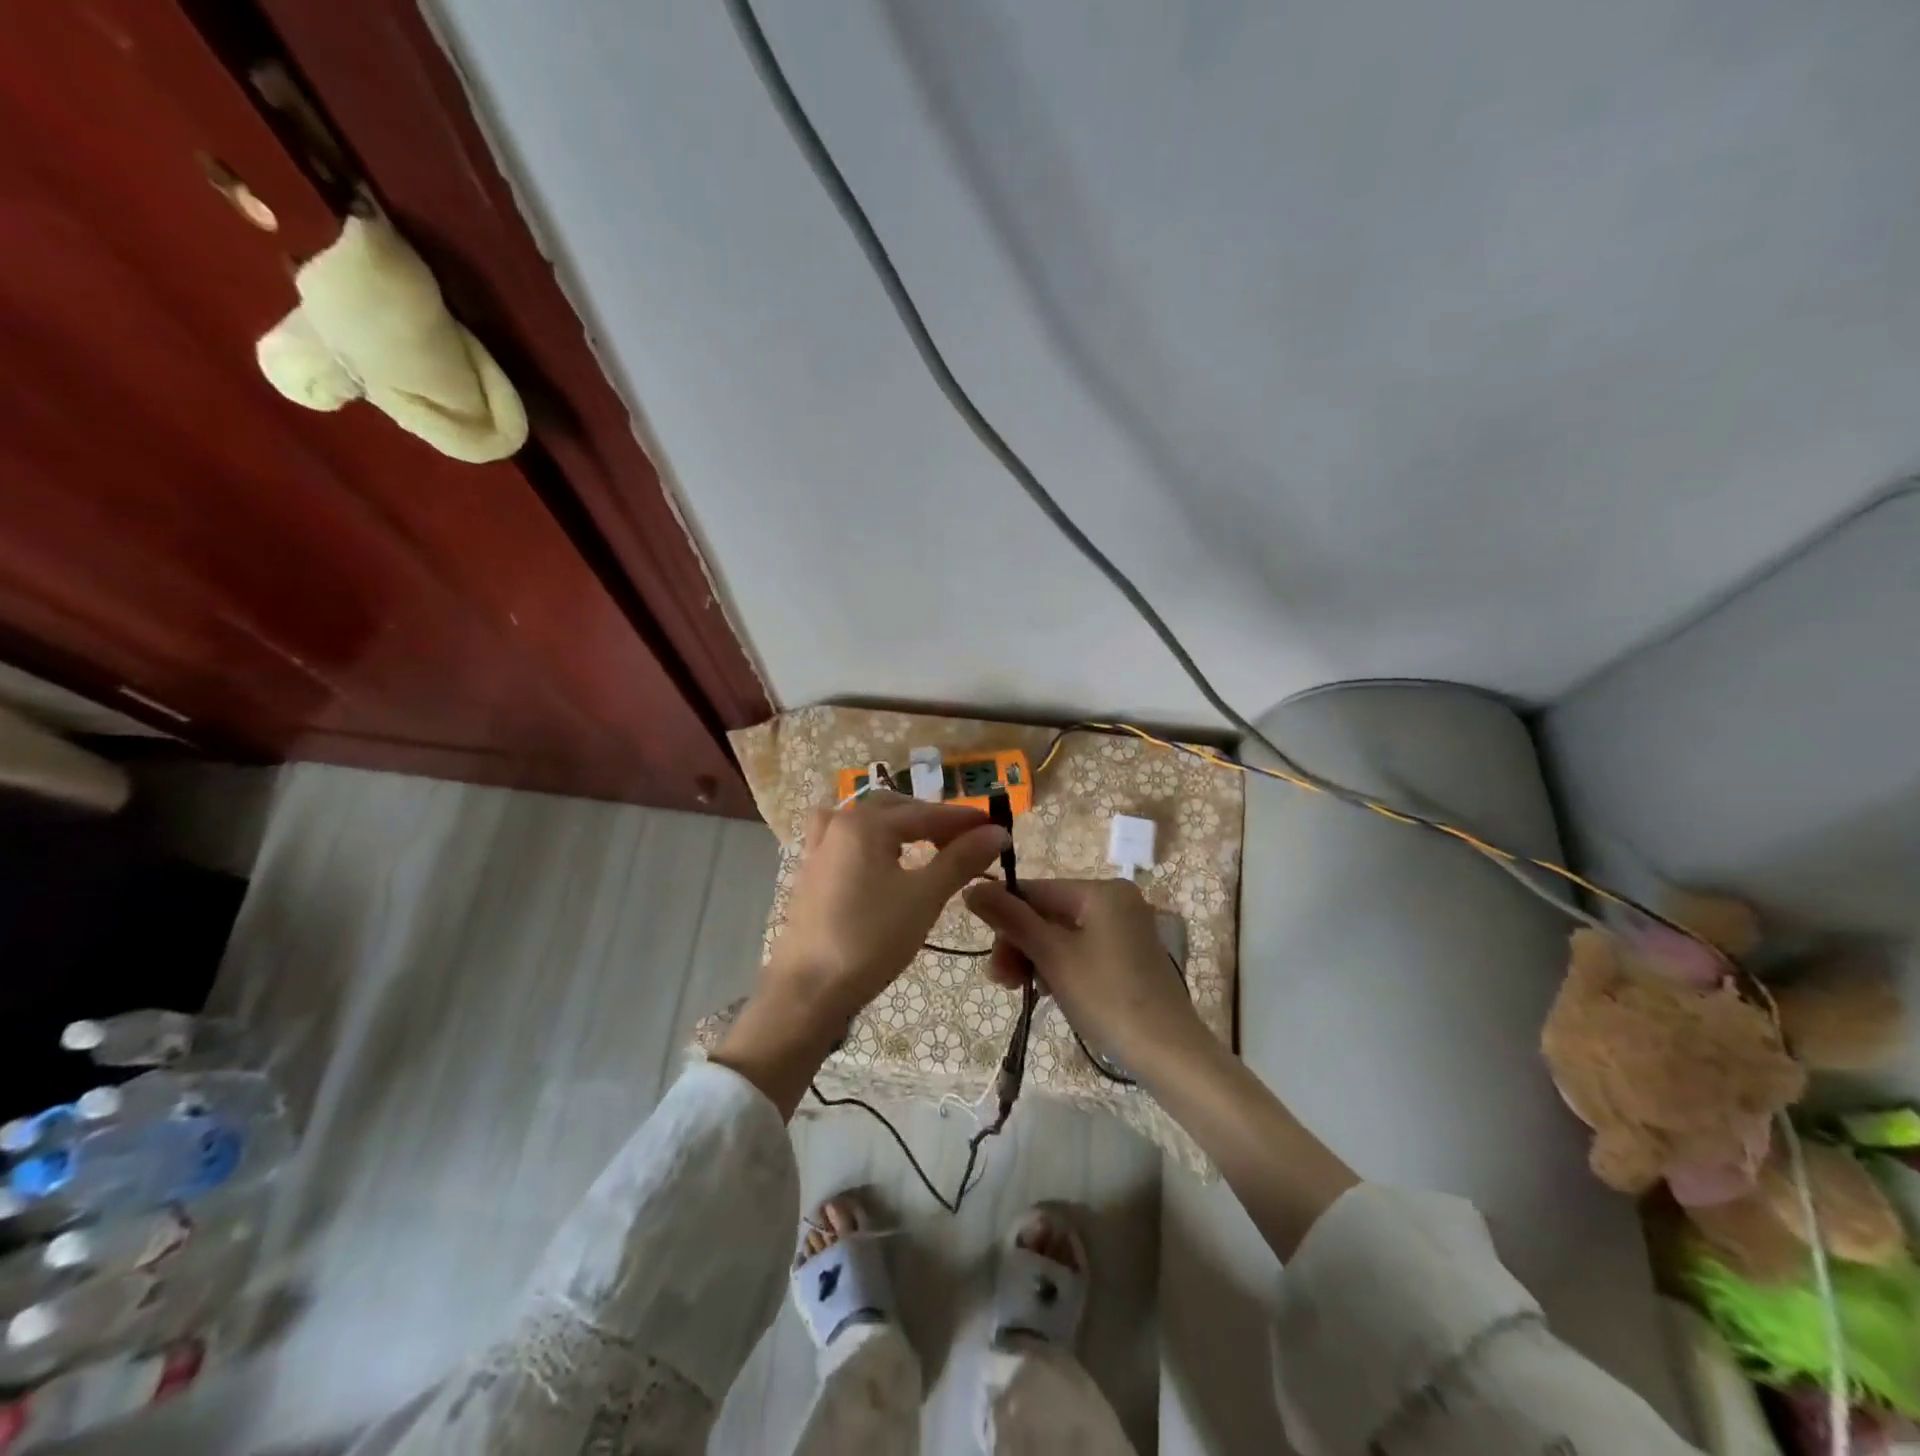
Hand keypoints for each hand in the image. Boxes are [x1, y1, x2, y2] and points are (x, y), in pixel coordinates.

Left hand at [770, 790, 1010, 1022]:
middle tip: (967, 843)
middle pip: (896, 810)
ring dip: (902, 827)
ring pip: (869, 822)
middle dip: (934, 821)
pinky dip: (874, 841)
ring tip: (928, 847)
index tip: (998, 828)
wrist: (808, 990)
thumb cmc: (870, 939)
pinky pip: (848, 840)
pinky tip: (883, 861)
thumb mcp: (924, 897)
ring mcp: (819, 847)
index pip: (927, 813)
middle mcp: (839, 824)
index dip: (965, 820)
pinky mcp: (811, 872)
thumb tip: (997, 832)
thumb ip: (961, 859)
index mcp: (866, 823)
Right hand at [969, 875, 1358, 1258]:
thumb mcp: (1052, 956)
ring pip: (1061, 933)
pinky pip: (1081, 948)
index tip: (989, 957)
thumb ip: (1010, 919)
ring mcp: (1124, 927)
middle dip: (1020, 944)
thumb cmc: (1107, 996)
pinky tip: (1048, 992)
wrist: (1168, 1052)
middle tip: (1003, 982)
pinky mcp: (1128, 954)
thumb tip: (971, 887)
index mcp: (1101, 890)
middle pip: (1048, 912)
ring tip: (1022, 991)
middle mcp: (1115, 899)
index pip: (1036, 891)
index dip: (1005, 919)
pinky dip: (1059, 966)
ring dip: (1035, 959)